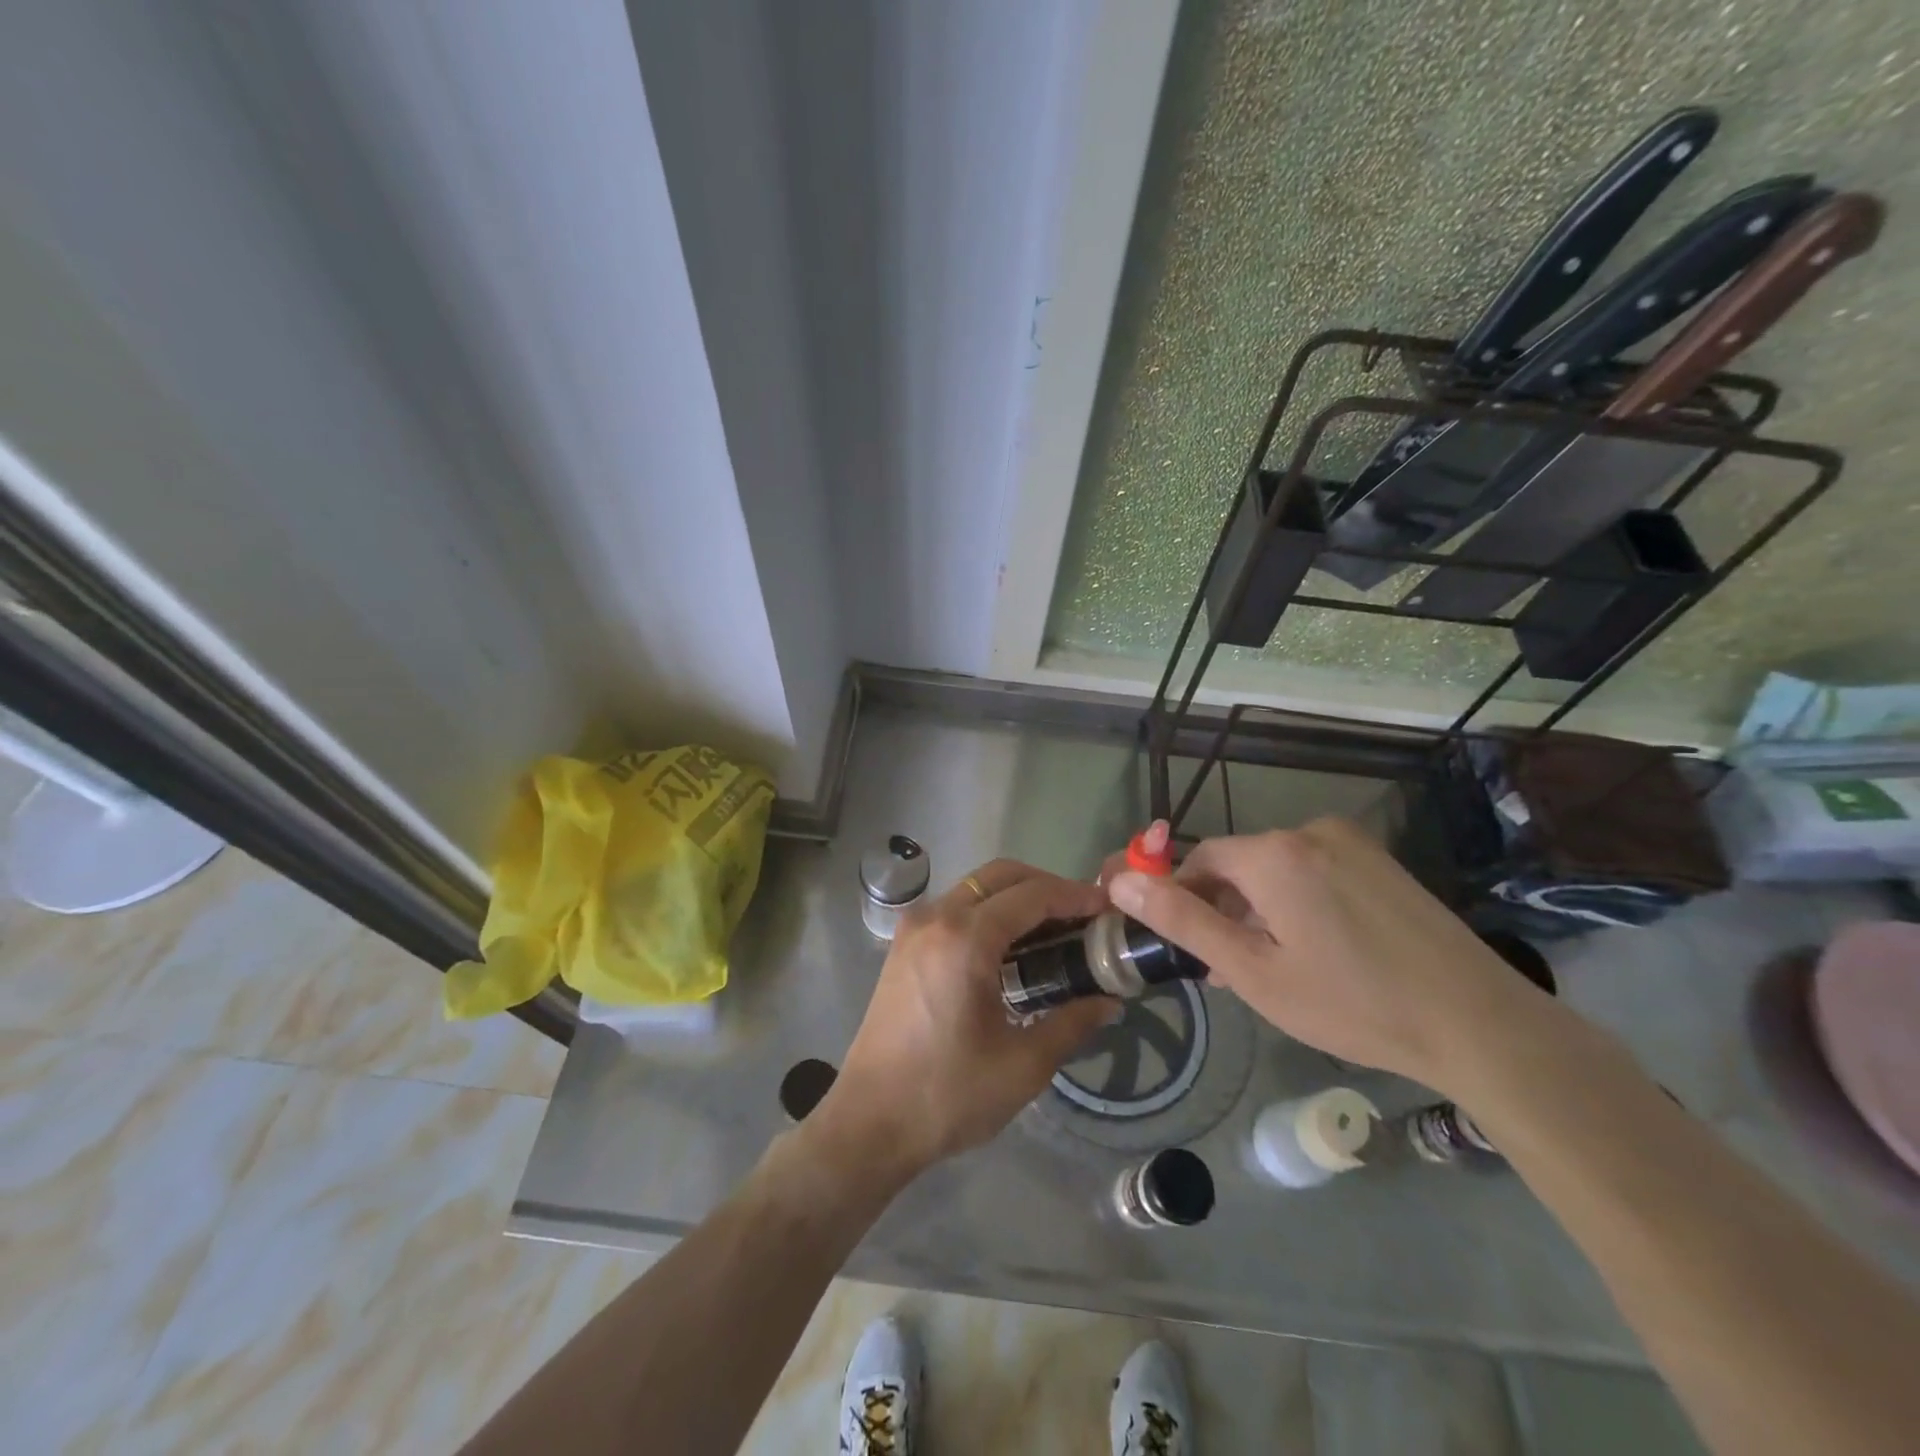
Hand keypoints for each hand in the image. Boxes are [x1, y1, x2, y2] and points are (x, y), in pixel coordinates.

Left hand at [812, 860, 1118, 1184]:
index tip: (1107, 906)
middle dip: (1045, 886)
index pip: (1031, 896)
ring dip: (1016, 897)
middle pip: (1000, 876)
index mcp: (965, 939)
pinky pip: (954, 908)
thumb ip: (1071, 1023)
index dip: (1074, 896)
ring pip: (975, 888)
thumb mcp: (1023, 1065)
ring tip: (1054, 930)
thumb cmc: (947, 1095)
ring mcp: (914, 929)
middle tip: (1082, 915)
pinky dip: (988, 911)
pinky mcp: (903, 946)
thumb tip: (1109, 1002)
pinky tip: (1011, 948)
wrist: (869, 1123)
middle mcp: (936, 918)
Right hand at [1106, 819, 1538, 1094]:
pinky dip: (1297, 903)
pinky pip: (1314, 872)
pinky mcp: (1381, 862)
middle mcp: (1308, 832)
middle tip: (1229, 970)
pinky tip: (1315, 950)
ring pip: (1276, 870)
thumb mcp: (1253, 972)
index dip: (1181, 900)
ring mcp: (1351, 844)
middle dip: (1223, 910)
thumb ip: (1182, 922)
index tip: (1187, 947)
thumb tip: (1120, 882)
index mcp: (1272, 854)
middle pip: (1239, 864)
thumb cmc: (1351, 1003)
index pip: (1198, 860)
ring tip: (1272, 968)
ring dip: (1259, 909)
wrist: (1479, 1024)